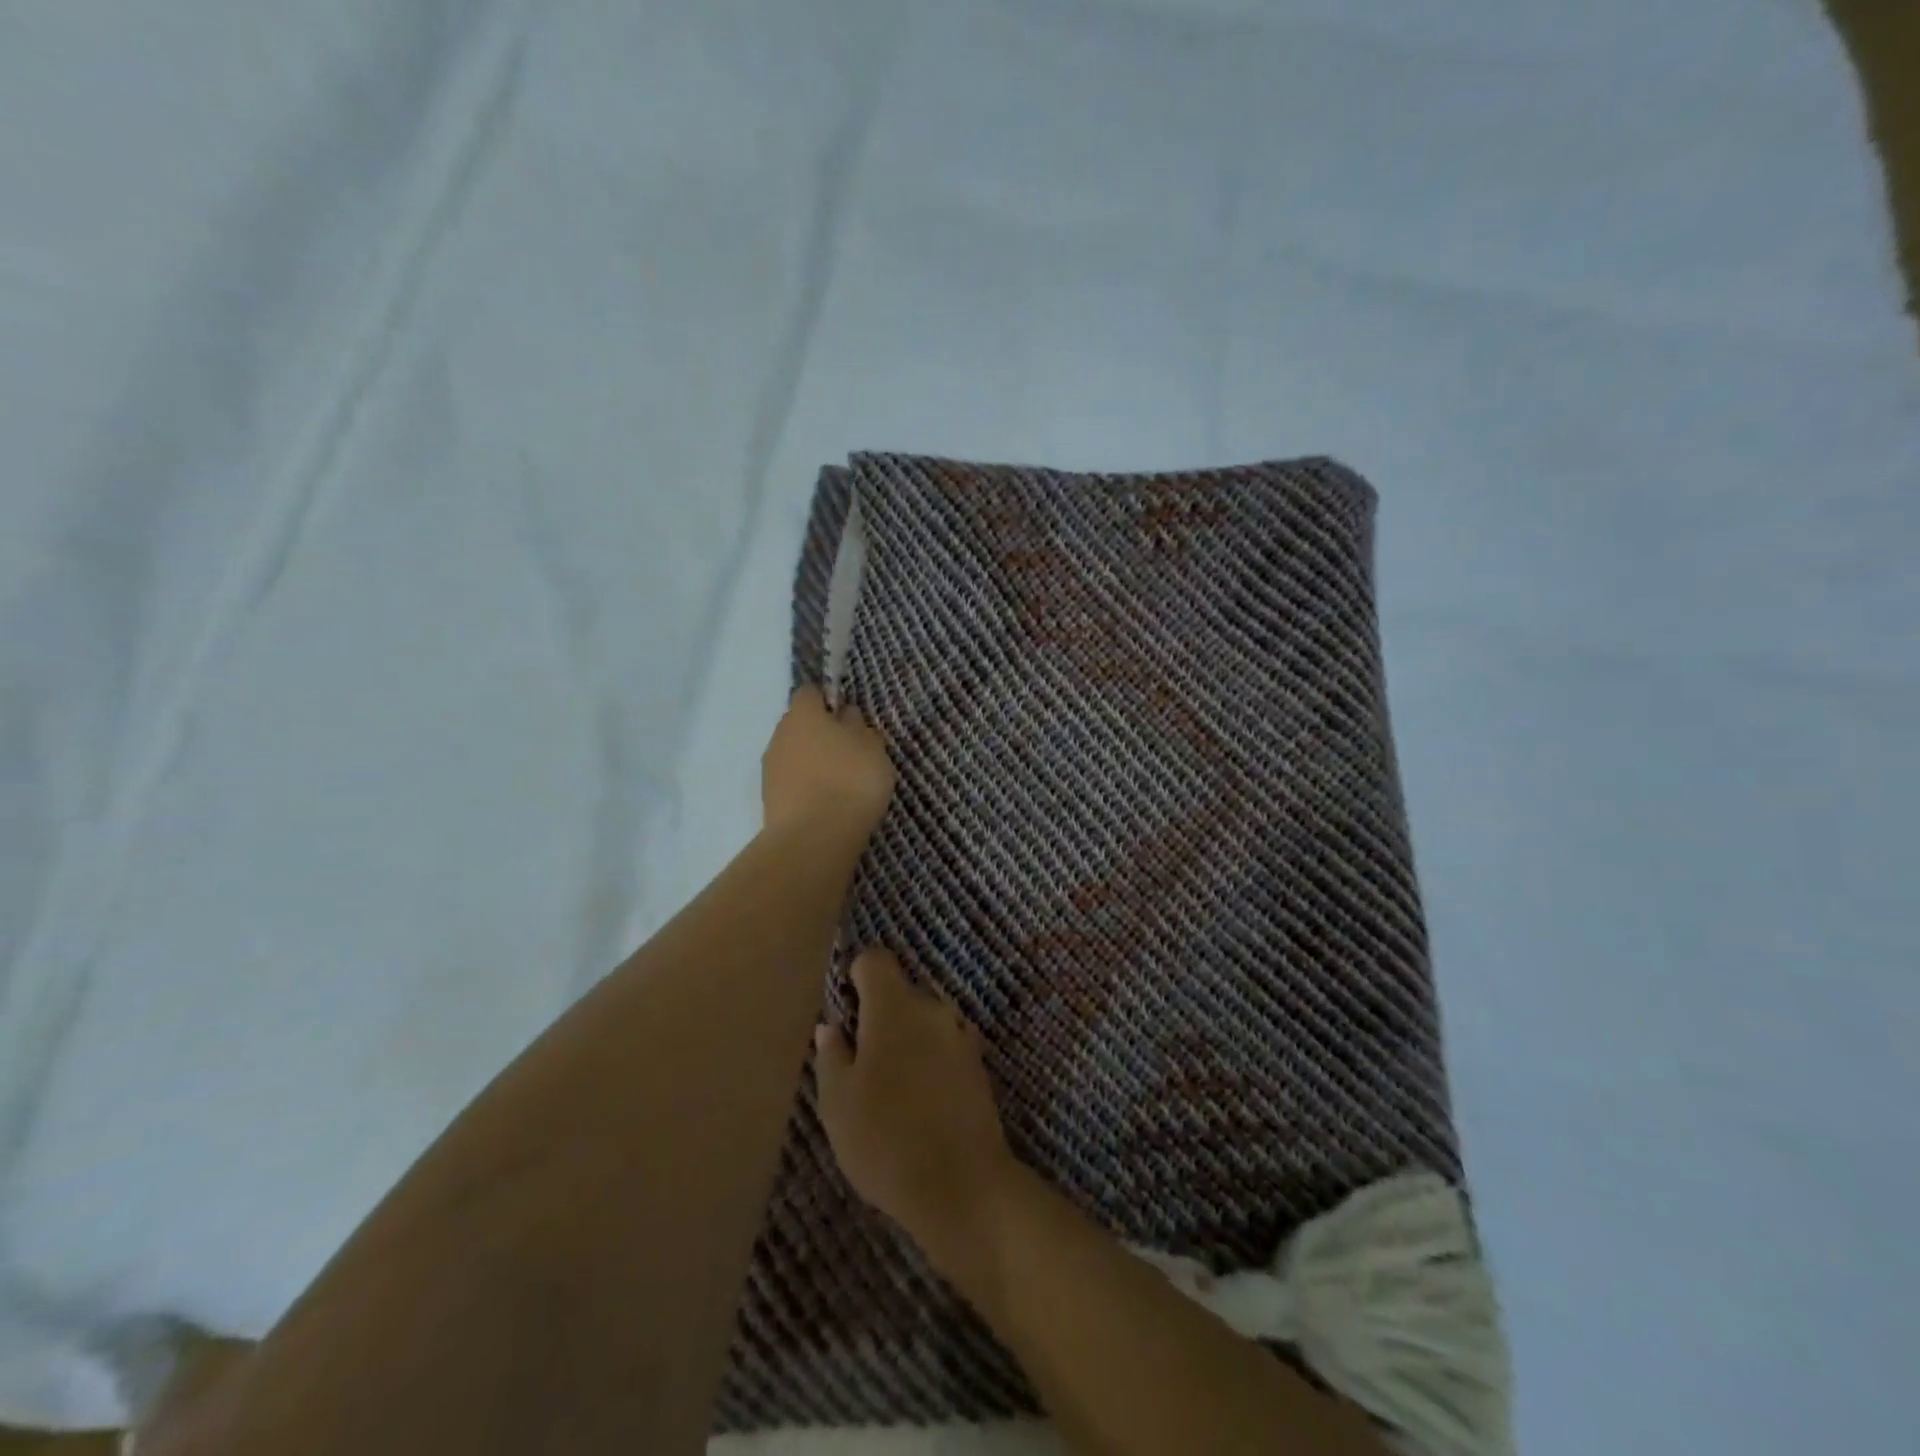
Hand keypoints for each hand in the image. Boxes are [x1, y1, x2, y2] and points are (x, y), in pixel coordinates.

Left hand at [761, 686, 895, 840]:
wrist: (815, 837)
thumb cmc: (850, 779)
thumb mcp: (871, 746)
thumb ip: (858, 725)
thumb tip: (845, 715)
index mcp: (803, 714)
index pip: (810, 693)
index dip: (828, 701)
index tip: (849, 718)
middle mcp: (780, 735)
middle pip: (800, 725)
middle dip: (820, 735)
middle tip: (850, 754)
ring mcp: (770, 769)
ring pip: (794, 755)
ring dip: (812, 763)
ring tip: (840, 785)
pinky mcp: (769, 800)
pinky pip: (792, 783)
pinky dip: (806, 788)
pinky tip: (827, 805)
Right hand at [815, 949, 1016, 1257]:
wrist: (963, 1185)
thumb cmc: (886, 1140)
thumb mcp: (838, 1103)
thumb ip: (832, 1056)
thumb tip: (831, 1027)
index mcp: (894, 1007)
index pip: (875, 961)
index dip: (857, 976)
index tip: (846, 1008)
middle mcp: (932, 1008)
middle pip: (901, 992)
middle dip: (880, 1015)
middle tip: (861, 1060)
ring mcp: (960, 1034)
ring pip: (924, 1020)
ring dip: (907, 1038)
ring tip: (890, 1086)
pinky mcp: (978, 1062)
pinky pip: (945, 1045)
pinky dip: (930, 1059)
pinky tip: (920, 1100)